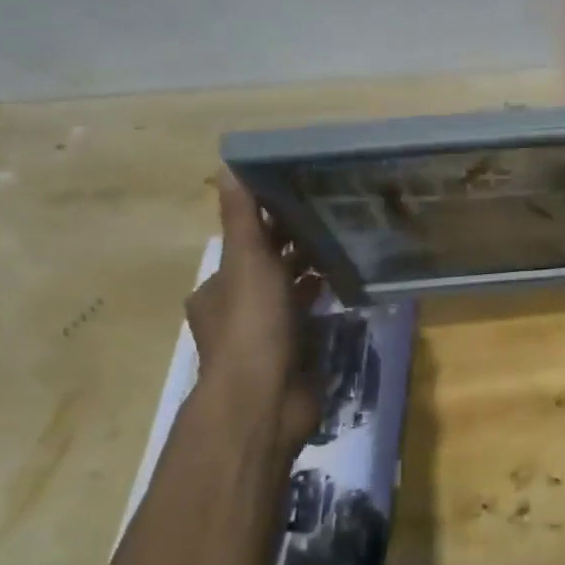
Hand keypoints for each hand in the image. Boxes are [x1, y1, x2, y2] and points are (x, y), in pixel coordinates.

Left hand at [184, 169, 321, 456]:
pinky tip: (347, 286)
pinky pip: (310, 319)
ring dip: (311, 274)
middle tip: (334, 220)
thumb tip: (227, 165)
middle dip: (295, 247)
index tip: (305, 200)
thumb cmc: (253, 325)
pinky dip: (324, 302)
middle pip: (268, 268)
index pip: (244, 245)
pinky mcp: (291, 355)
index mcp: (217, 288)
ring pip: (290, 294)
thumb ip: (242, 217)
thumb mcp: (247, 261)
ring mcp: (264, 336)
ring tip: (346, 246)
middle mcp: (235, 310)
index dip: (271, 222)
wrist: (265, 399)